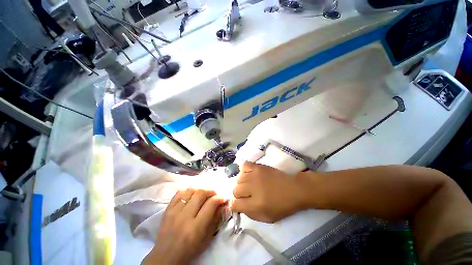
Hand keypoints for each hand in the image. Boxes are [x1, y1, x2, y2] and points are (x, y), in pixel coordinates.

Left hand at [143, 189, 227, 264]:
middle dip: (210, 191)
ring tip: (203, 194)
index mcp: (196, 227)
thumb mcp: (206, 238)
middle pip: (200, 194)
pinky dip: (188, 191)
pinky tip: (191, 195)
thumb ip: (215, 220)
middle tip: (214, 194)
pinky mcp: (167, 210)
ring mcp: (174, 212)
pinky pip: (179, 193)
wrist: (166, 256)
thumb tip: (222, 205)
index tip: (223, 198)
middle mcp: (185, 217)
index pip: (210, 205)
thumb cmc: (189, 250)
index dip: (219, 198)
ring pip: (190, 191)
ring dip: (200, 190)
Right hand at [231, 162, 305, 222]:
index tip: (240, 204)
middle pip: (235, 190)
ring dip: (242, 183)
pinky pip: (244, 165)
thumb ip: (250, 214)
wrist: (294, 189)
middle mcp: (253, 188)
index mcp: (256, 205)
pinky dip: (244, 170)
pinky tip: (249, 174)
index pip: (235, 204)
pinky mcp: (258, 167)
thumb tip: (240, 206)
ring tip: (249, 184)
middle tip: (247, 195)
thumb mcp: (267, 218)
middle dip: (239, 195)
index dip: (236, 206)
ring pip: (238, 179)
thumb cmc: (283, 206)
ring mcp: (255, 175)